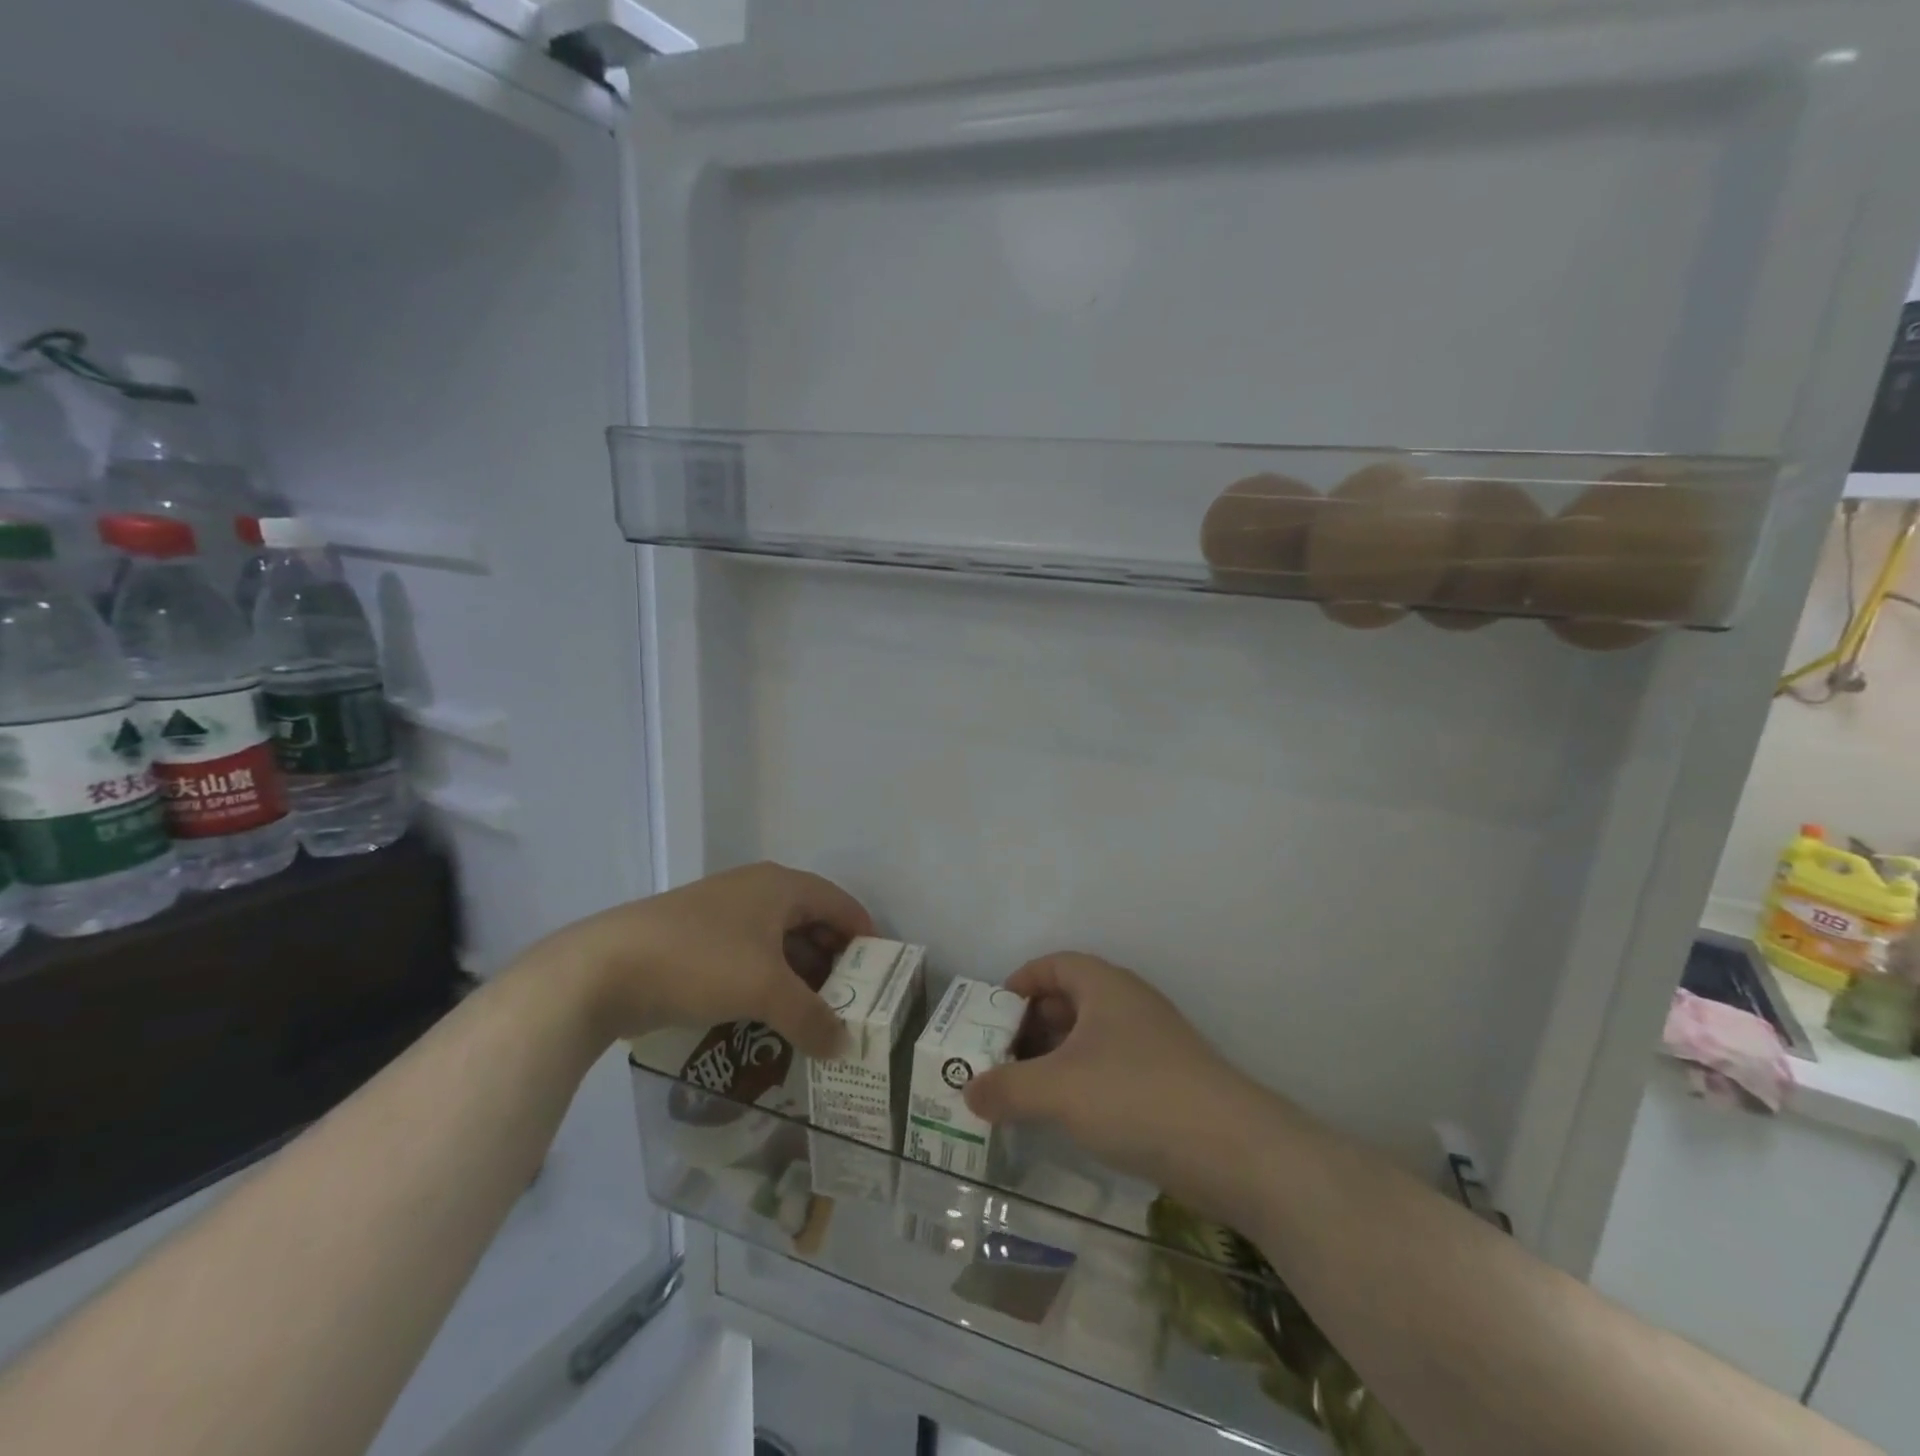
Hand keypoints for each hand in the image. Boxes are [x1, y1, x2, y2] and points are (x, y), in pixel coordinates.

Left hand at [531, 862, 873, 1056]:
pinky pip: (750, 958)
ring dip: (800, 977)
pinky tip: (772, 1017)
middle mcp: (756, 891)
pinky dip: (768, 983)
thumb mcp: (765, 990)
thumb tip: (844, 1045)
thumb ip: (812, 1018)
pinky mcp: (697, 941)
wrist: (602, 969)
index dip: (866, 936)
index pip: (841, 904)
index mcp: (780, 886)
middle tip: (852, 1004)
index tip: (882, 975)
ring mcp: (724, 915)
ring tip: (817, 1018)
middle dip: (834, 963)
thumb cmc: (699, 962)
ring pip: (779, 943)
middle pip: (812, 922)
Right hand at [963, 953, 1252, 1187]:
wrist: (1232, 1148)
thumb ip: (1006, 1088)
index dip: (1020, 982)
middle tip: (1000, 1058)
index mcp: (1104, 986)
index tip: (991, 1015)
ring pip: (1090, 1037)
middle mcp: (1129, 1003)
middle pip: (1069, 999)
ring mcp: (1152, 1042)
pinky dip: (1082, 1081)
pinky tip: (1068, 1115)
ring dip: (1055, 1057)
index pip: (1054, 964)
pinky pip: (1111, 1066)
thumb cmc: (1135, 1096)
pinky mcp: (1167, 1080)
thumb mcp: (1058, 1090)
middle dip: (1031, 1025)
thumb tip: (969, 1093)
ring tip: (1024, 1091)